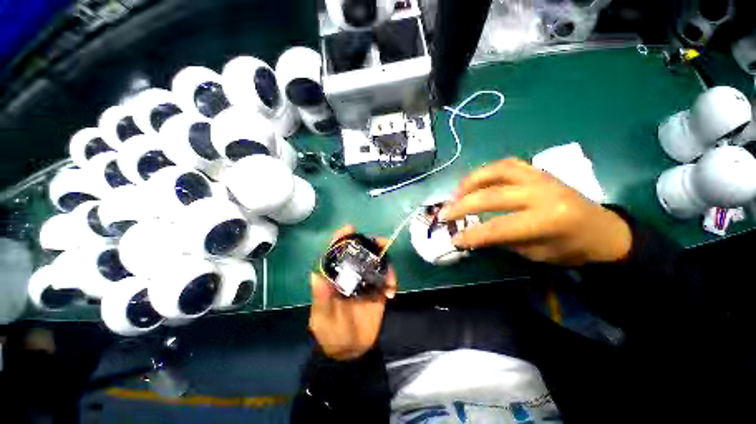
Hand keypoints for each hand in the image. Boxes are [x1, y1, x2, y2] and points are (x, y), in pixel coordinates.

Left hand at [309, 225, 397, 360]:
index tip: (350, 228)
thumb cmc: (332, 334)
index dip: (341, 239)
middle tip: (382, 243)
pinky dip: (391, 280)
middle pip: (361, 253)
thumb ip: (321, 298)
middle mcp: (351, 275)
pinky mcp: (378, 290)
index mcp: (335, 278)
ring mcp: (366, 281)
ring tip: (390, 276)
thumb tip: (315, 275)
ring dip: (386, 262)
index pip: (336, 254)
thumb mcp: (323, 318)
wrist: (351, 351)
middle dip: (371, 244)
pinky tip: (391, 292)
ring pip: (377, 263)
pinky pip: (387, 279)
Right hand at [440, 158, 631, 265]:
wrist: (604, 229)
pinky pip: (506, 164)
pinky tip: (475, 181)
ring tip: (456, 193)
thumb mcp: (536, 254)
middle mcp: (542, 192)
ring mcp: (539, 176)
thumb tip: (473, 234)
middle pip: (491, 195)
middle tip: (444, 214)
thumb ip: (503, 240)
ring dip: (470, 182)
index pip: (498, 228)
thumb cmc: (572, 248)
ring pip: (496, 171)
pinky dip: (485, 171)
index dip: (472, 235)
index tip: (454, 240)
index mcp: (548, 219)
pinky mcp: (537, 170)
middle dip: (462, 206)